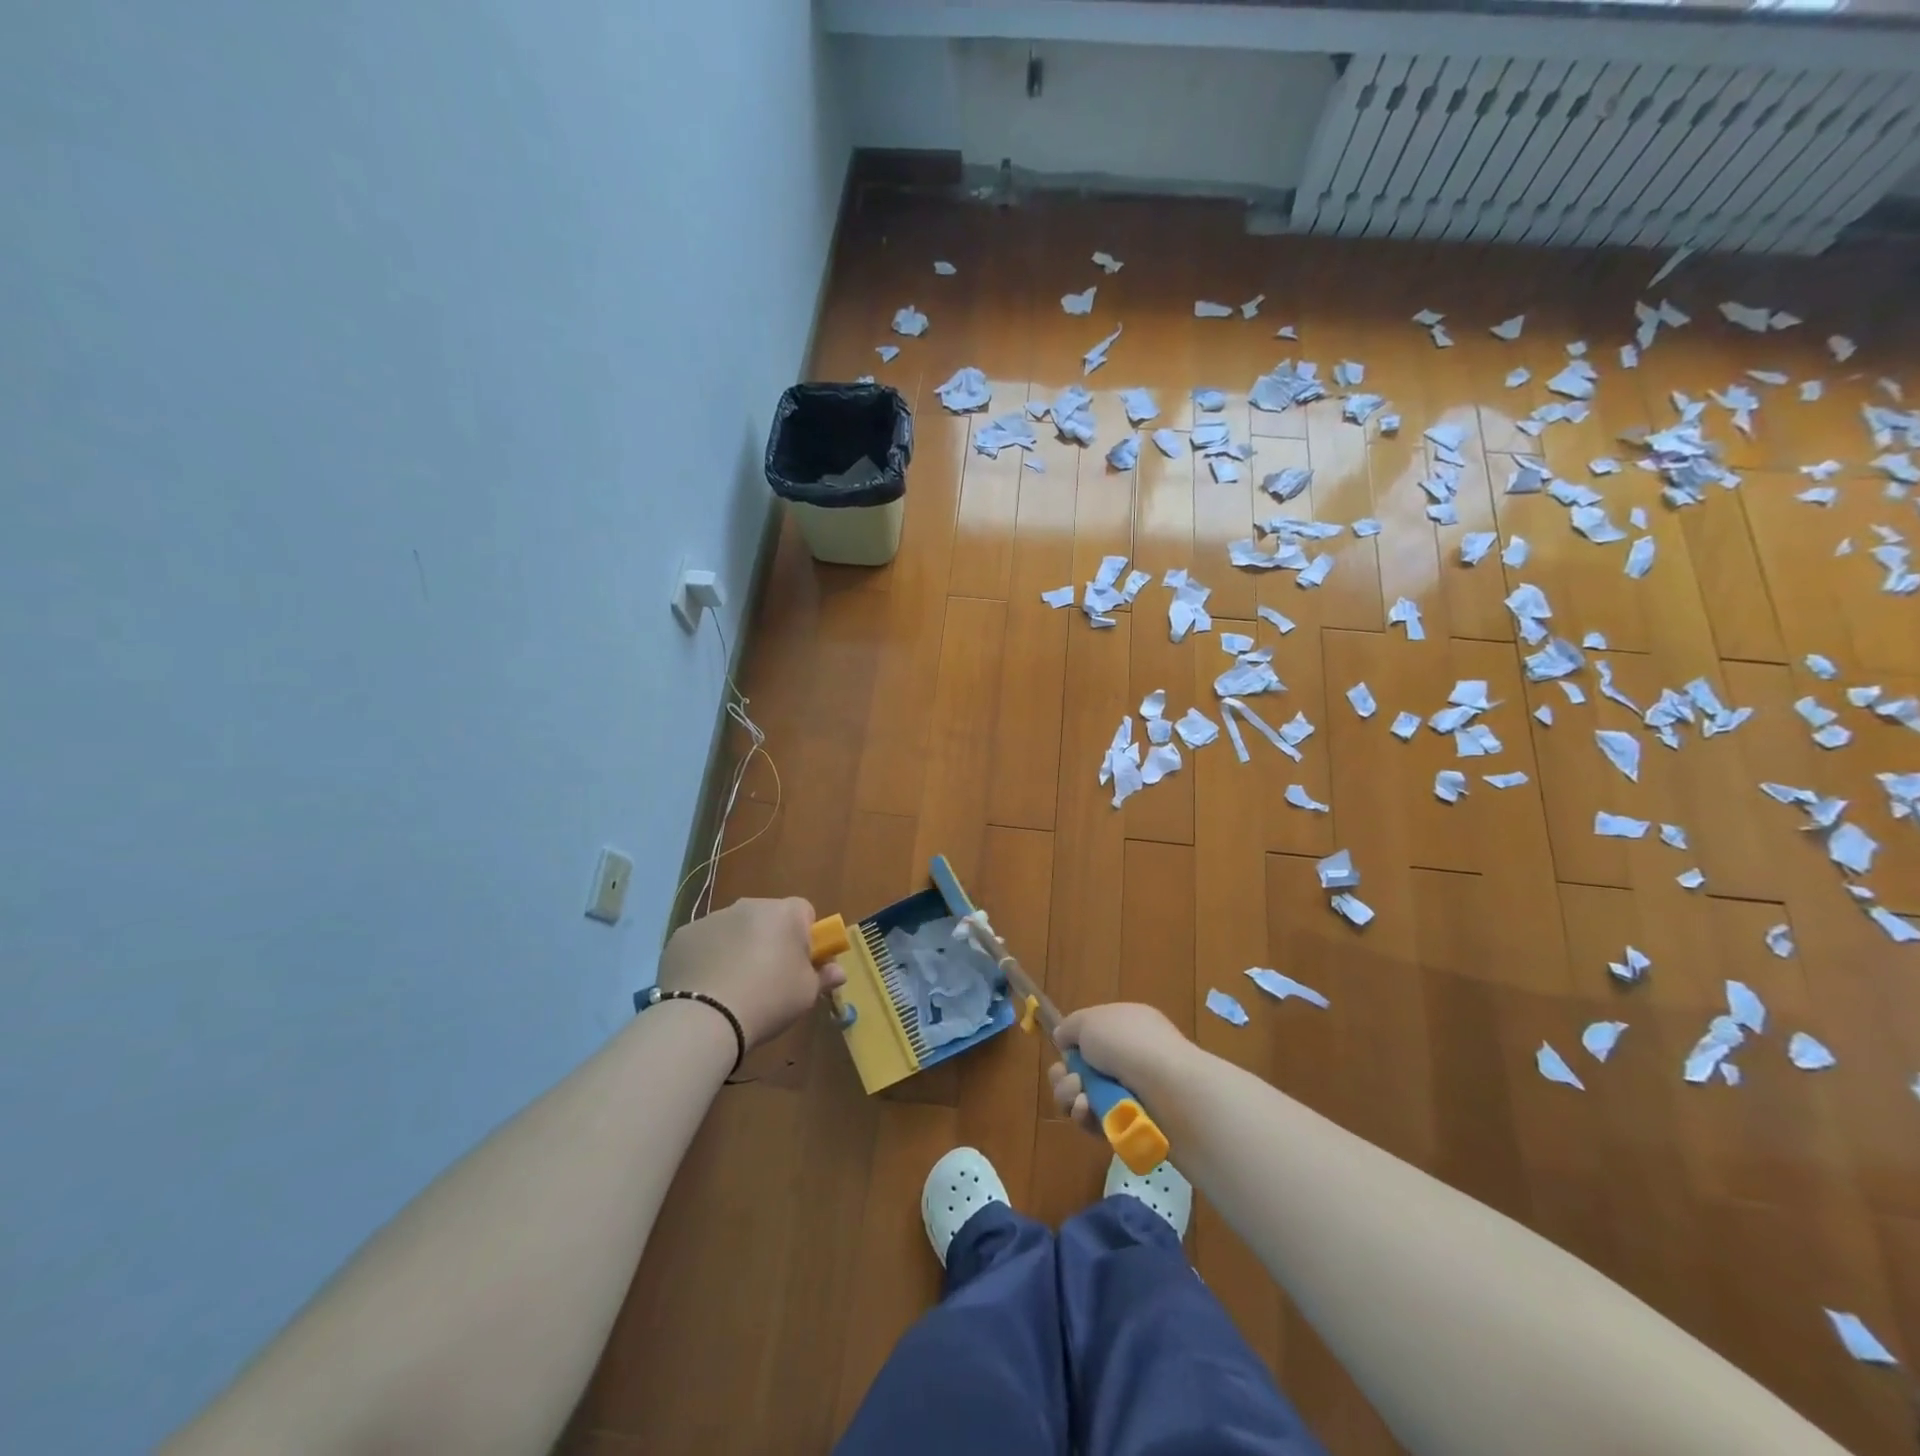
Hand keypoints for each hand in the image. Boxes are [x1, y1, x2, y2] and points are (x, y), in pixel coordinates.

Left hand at [657, 897, 846, 1049]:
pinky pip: (704, 943)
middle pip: (767, 918)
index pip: (804, 912)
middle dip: (770, 940)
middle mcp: (748, 906)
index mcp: (784, 913)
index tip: (800, 964)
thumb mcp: (806, 994)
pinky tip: (705, 988)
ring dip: (737, 948)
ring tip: (732, 988)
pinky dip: (707, 958)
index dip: (805, 937)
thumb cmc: (768, 1000)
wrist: (704, 1018)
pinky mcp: (682, 936)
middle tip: (768, 978)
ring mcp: (711, 918)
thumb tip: (838, 971)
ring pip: (733, 929)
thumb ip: (823, 977)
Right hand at [1048, 1003, 1191, 1130]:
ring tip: (1079, 1098)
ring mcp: (1133, 1092)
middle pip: (1083, 1069)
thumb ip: (1070, 1027)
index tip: (1064, 1050)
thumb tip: (1063, 1039)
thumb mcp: (1089, 1021)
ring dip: (1071, 1097)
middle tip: (1070, 1081)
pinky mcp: (1131, 1125)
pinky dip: (1087, 1118)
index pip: (1092, 1035)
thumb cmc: (1128, 1044)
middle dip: (1065, 1076)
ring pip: (1085, 1097)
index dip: (1073, 1044)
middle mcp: (1131, 1057)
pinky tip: (1087, 1112)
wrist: (1168, 1090)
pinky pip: (1098, 1122)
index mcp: (1126, 1025)